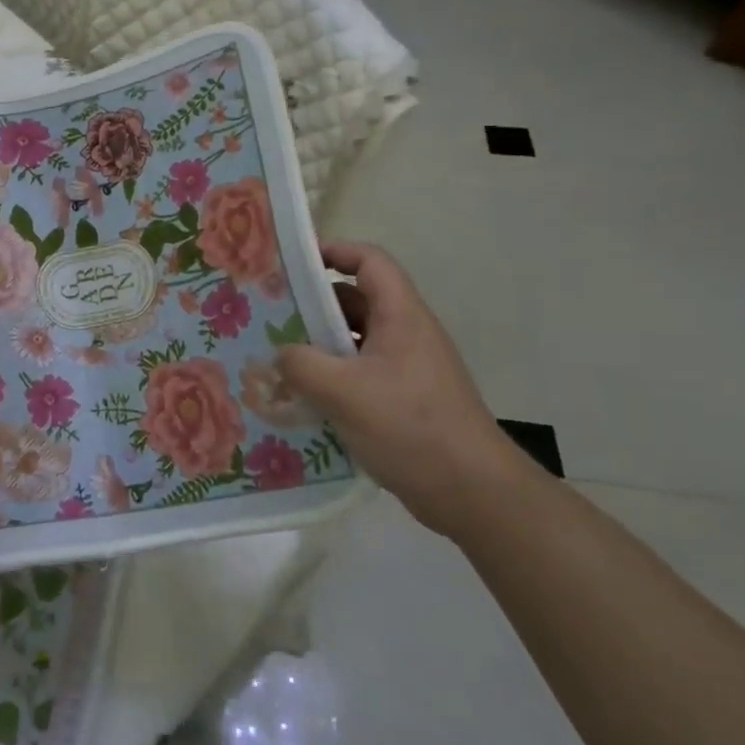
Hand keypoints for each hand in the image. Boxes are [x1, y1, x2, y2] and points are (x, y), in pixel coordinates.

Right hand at [276, 241, 529, 537]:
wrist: (472, 492)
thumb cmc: (409, 426)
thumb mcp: (342, 392)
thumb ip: (300, 364)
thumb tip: (280, 353)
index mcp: (401, 317)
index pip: (370, 261)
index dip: (334, 252)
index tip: (293, 264)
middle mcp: (407, 334)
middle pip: (358, 300)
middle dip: (314, 304)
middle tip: (272, 315)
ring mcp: (408, 368)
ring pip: (357, 340)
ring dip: (320, 345)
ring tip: (279, 358)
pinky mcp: (406, 399)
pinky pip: (362, 373)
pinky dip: (333, 376)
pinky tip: (305, 398)